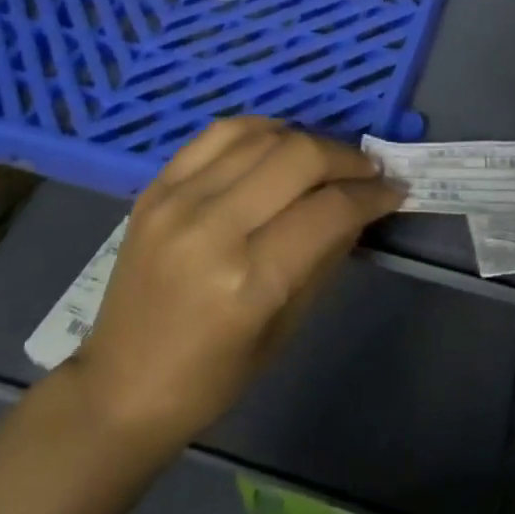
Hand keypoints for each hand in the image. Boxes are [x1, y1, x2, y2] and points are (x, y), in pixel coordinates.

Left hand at [68, 118, 402, 446]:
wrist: (120, 385)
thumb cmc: (212, 377)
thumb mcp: (285, 328)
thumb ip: (325, 257)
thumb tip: (360, 206)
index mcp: (248, 282)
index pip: (329, 210)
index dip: (372, 195)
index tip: (394, 190)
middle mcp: (211, 228)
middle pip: (299, 158)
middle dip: (347, 158)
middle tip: (368, 171)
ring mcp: (177, 200)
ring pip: (262, 137)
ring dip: (308, 139)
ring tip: (327, 158)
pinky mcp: (155, 186)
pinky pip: (219, 133)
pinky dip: (260, 129)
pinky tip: (280, 141)